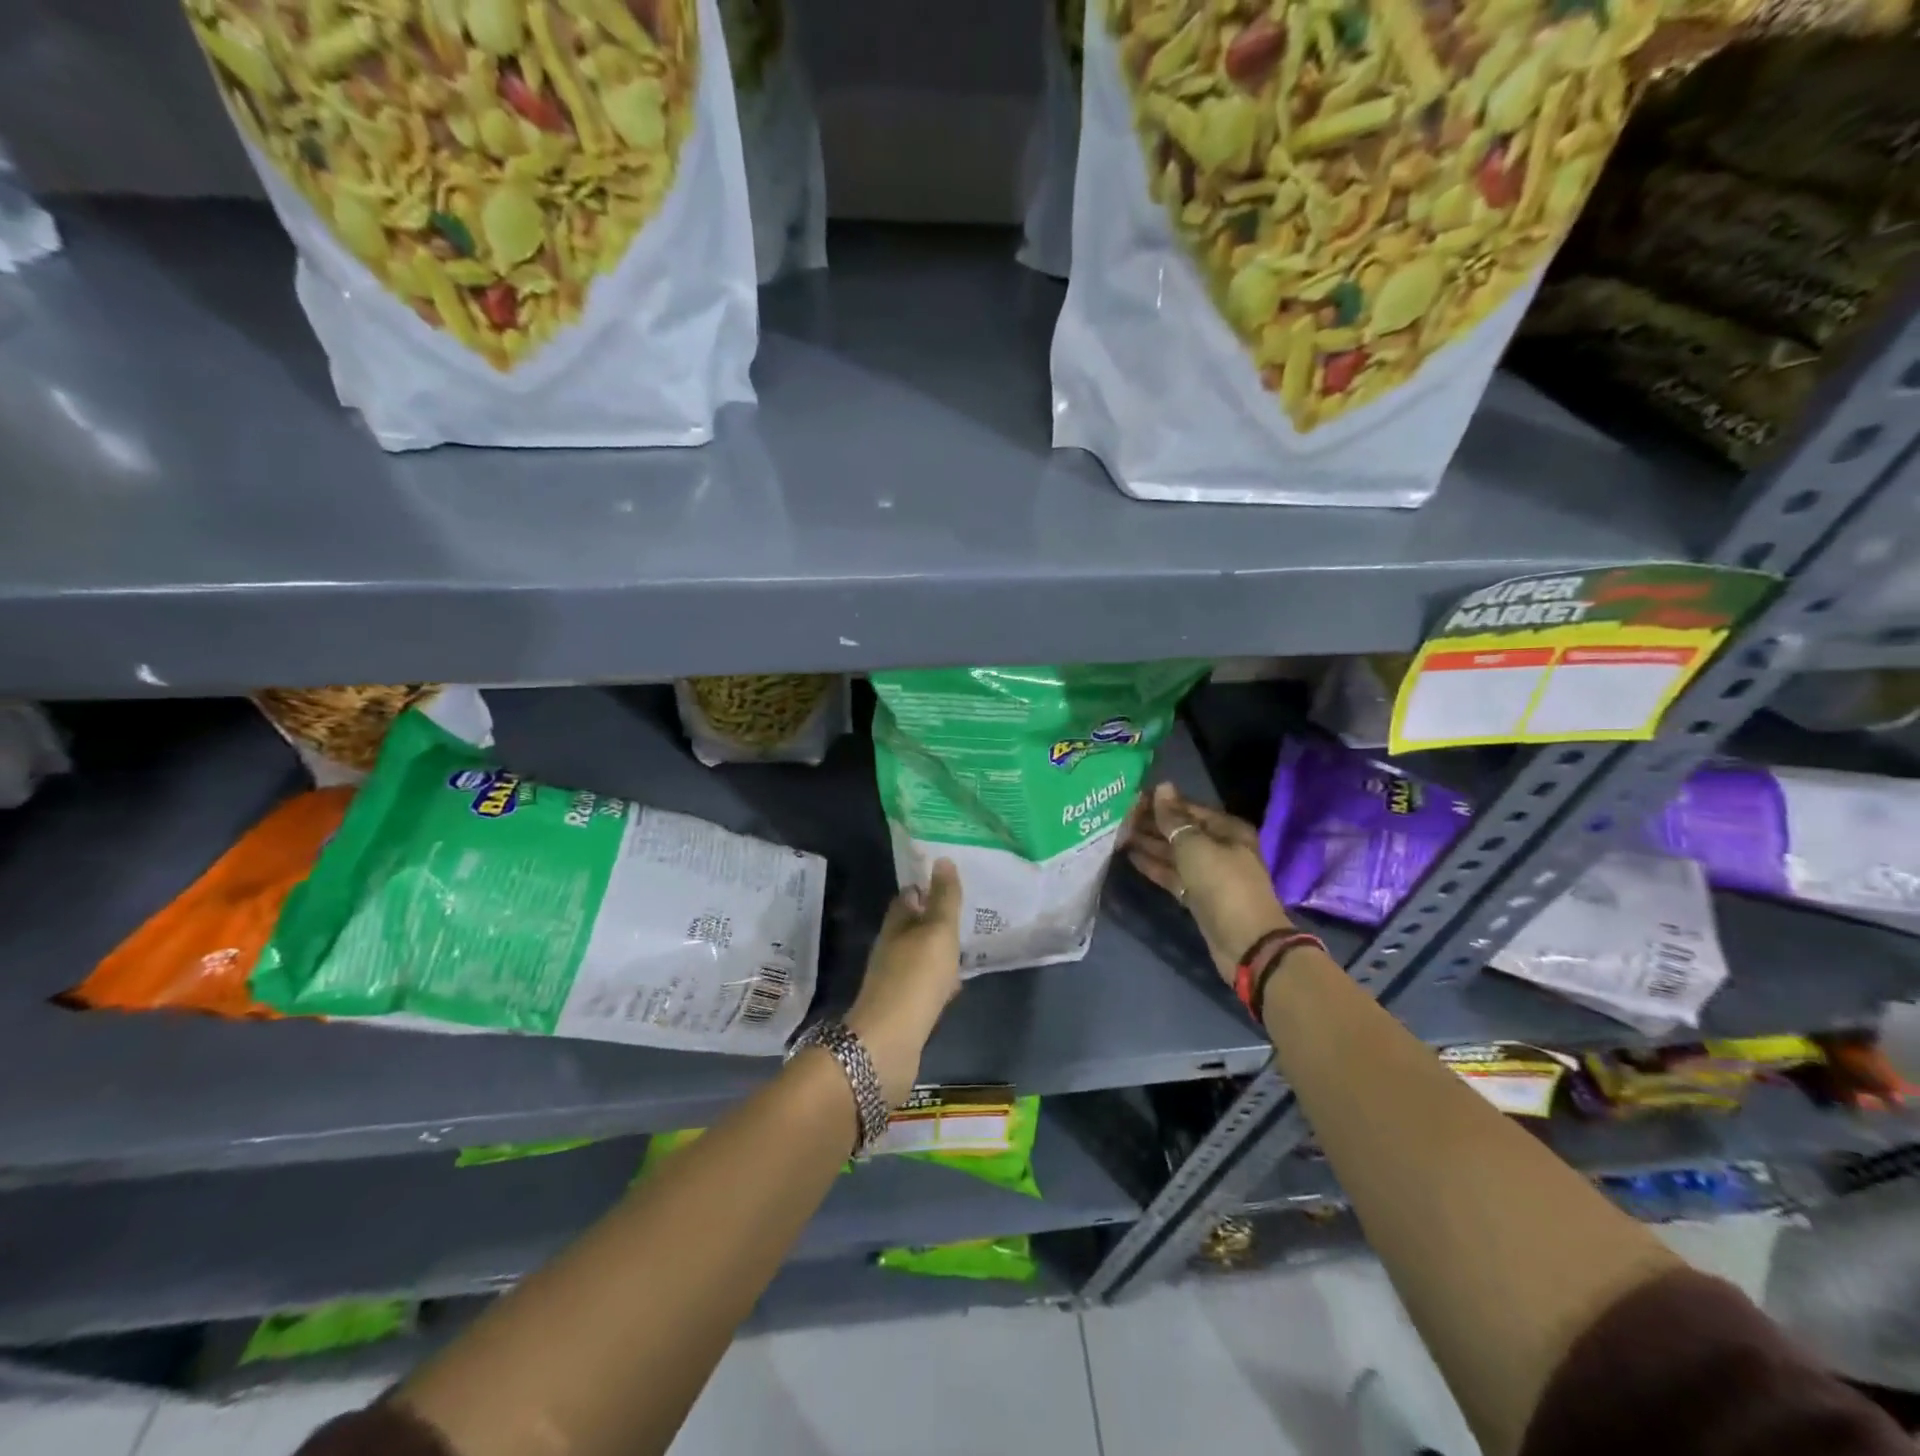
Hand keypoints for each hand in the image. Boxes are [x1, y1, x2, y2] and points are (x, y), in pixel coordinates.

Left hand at [845, 859, 963, 1104]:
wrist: (889, 1044)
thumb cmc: (915, 979)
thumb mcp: (937, 932)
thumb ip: (944, 899)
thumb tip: (942, 859)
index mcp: (896, 926)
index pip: (908, 897)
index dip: (927, 887)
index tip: (951, 881)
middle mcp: (891, 949)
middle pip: (913, 927)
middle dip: (935, 919)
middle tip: (966, 912)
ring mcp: (895, 980)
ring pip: (921, 956)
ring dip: (939, 951)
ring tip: (967, 945)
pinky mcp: (904, 1009)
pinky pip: (926, 985)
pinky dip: (940, 980)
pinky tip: (956, 985)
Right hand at [1125, 784, 1290, 986]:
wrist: (1245, 942)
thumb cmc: (1223, 884)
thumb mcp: (1195, 846)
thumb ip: (1174, 819)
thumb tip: (1161, 787)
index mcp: (1227, 830)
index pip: (1188, 809)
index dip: (1161, 803)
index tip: (1130, 798)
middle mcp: (1219, 848)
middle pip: (1181, 831)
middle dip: (1152, 824)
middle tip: (1117, 817)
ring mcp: (1209, 874)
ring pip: (1174, 853)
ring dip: (1149, 844)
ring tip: (1118, 835)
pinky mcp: (1198, 896)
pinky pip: (1173, 874)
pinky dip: (1155, 866)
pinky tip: (1132, 857)